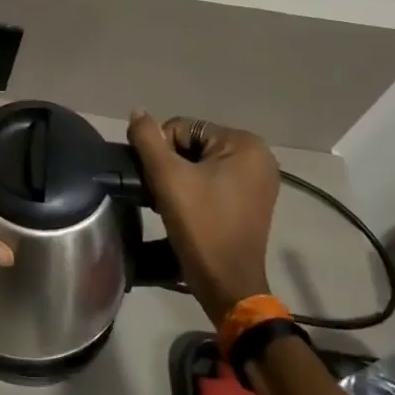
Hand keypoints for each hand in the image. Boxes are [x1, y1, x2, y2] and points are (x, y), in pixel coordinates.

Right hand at [127, 112, 278, 324]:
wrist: (227, 283)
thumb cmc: (201, 226)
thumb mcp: (167, 177)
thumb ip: (147, 139)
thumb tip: (137, 111)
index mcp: (244, 144)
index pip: (183, 127)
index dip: (162, 151)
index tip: (159, 181)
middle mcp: (258, 156)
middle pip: (192, 143)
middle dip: (172, 165)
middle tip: (163, 194)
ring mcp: (258, 179)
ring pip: (200, 162)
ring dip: (180, 178)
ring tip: (172, 203)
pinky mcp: (251, 199)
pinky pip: (213, 179)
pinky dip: (195, 189)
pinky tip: (186, 209)